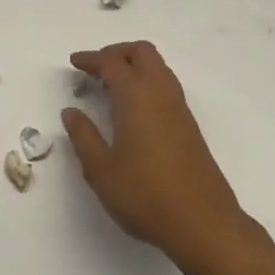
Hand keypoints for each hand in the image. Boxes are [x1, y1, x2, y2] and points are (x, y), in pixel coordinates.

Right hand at [62, 40, 247, 273]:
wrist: (203, 222)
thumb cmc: (145, 194)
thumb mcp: (101, 169)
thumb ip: (84, 136)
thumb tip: (71, 112)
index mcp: (137, 97)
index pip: (112, 63)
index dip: (91, 59)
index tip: (74, 63)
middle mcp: (161, 94)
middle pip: (142, 53)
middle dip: (117, 53)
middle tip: (95, 69)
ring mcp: (179, 109)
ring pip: (158, 68)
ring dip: (134, 67)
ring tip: (110, 87)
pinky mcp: (189, 126)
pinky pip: (166, 87)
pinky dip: (146, 83)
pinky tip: (133, 110)